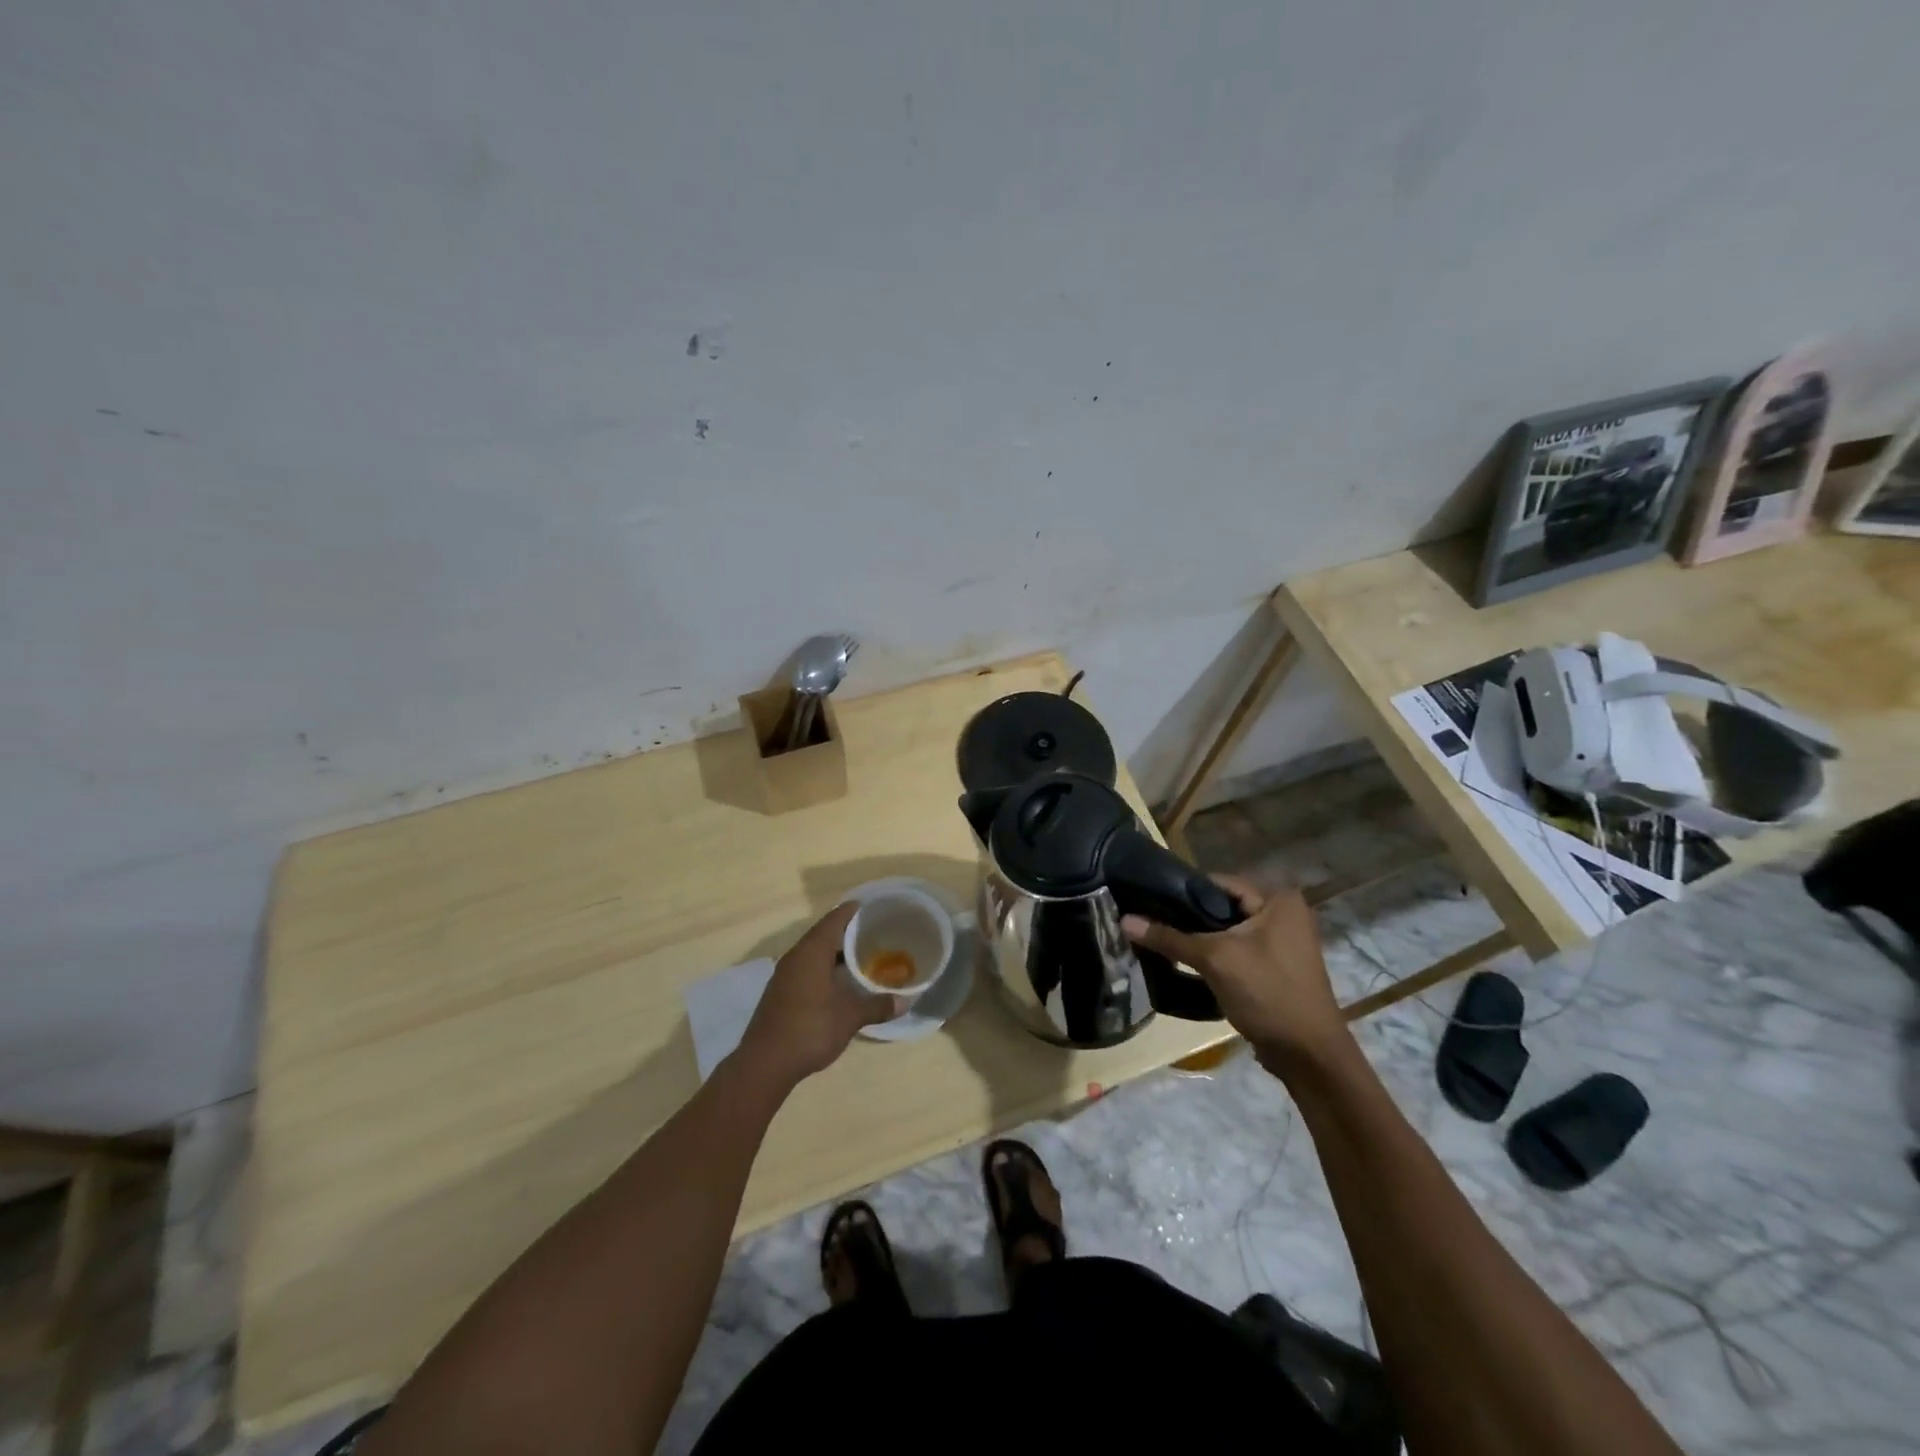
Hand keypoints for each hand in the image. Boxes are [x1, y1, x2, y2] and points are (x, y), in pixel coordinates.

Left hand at [735, 903, 902, 1089]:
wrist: (765, 1064)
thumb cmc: (810, 1029)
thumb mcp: (850, 1016)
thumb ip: (878, 1006)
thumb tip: (905, 1002)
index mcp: (811, 952)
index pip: (834, 919)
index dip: (853, 911)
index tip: (874, 907)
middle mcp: (796, 957)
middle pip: (824, 934)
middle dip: (848, 932)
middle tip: (875, 933)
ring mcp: (785, 976)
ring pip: (814, 953)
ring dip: (835, 953)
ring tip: (862, 956)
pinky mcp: (781, 993)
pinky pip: (806, 969)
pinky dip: (824, 968)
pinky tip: (840, 982)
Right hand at [1121, 876, 1346, 1067]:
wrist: (1310, 1056)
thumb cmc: (1268, 994)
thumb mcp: (1215, 960)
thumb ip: (1170, 938)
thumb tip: (1124, 920)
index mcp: (1278, 899)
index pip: (1217, 882)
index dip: (1180, 892)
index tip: (1146, 901)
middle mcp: (1284, 913)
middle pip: (1221, 906)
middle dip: (1187, 918)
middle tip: (1149, 924)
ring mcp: (1282, 942)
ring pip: (1227, 931)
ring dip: (1199, 939)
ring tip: (1161, 943)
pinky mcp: (1276, 967)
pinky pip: (1236, 951)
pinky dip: (1214, 956)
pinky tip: (1185, 964)